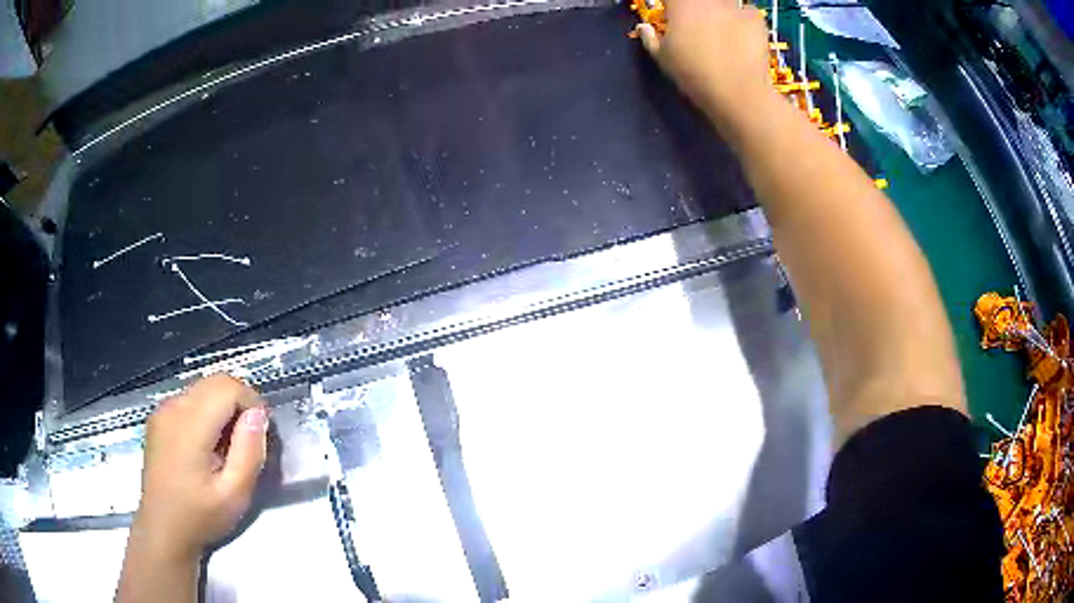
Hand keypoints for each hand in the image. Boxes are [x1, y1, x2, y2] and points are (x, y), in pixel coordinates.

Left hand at [135, 374, 268, 561]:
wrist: (162, 529)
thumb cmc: (200, 517)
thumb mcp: (235, 495)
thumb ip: (249, 452)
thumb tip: (257, 415)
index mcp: (190, 425)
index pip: (227, 387)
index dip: (252, 402)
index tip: (261, 433)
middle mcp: (173, 407)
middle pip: (215, 381)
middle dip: (239, 402)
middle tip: (249, 439)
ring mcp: (163, 410)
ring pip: (203, 388)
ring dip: (223, 407)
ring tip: (229, 445)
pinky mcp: (159, 417)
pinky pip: (190, 399)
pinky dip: (207, 412)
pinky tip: (208, 445)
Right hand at [636, 0, 773, 125]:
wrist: (739, 92)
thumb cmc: (694, 75)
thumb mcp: (663, 59)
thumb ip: (651, 39)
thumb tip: (644, 28)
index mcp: (680, 3)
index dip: (669, 5)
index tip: (669, 13)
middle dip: (694, 7)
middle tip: (694, 23)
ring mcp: (734, 6)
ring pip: (723, 2)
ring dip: (718, 10)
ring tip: (719, 28)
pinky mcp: (756, 18)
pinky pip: (747, 12)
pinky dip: (743, 20)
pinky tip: (742, 36)